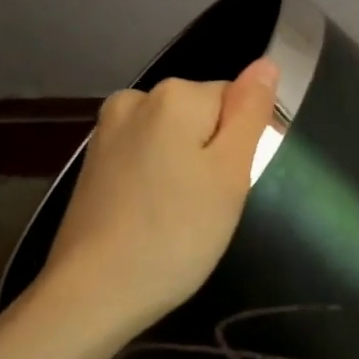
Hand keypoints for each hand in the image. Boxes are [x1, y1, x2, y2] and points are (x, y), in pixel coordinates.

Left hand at [32, 59, 279, 337]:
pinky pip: (145, 156)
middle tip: (207, 206)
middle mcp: (135, 99)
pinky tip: (151, 216)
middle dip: (212, 154)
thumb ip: (250, 112)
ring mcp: (107, 131)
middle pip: (202, 116)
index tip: (229, 186)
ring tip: (179, 215)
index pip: (235, 100)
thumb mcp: (230, 173)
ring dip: (184, 168)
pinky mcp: (93, 163)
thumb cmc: (176, 235)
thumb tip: (266, 64)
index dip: (241, 144)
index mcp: (174, 95)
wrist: (92, 294)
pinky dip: (156, 180)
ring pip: (173, 138)